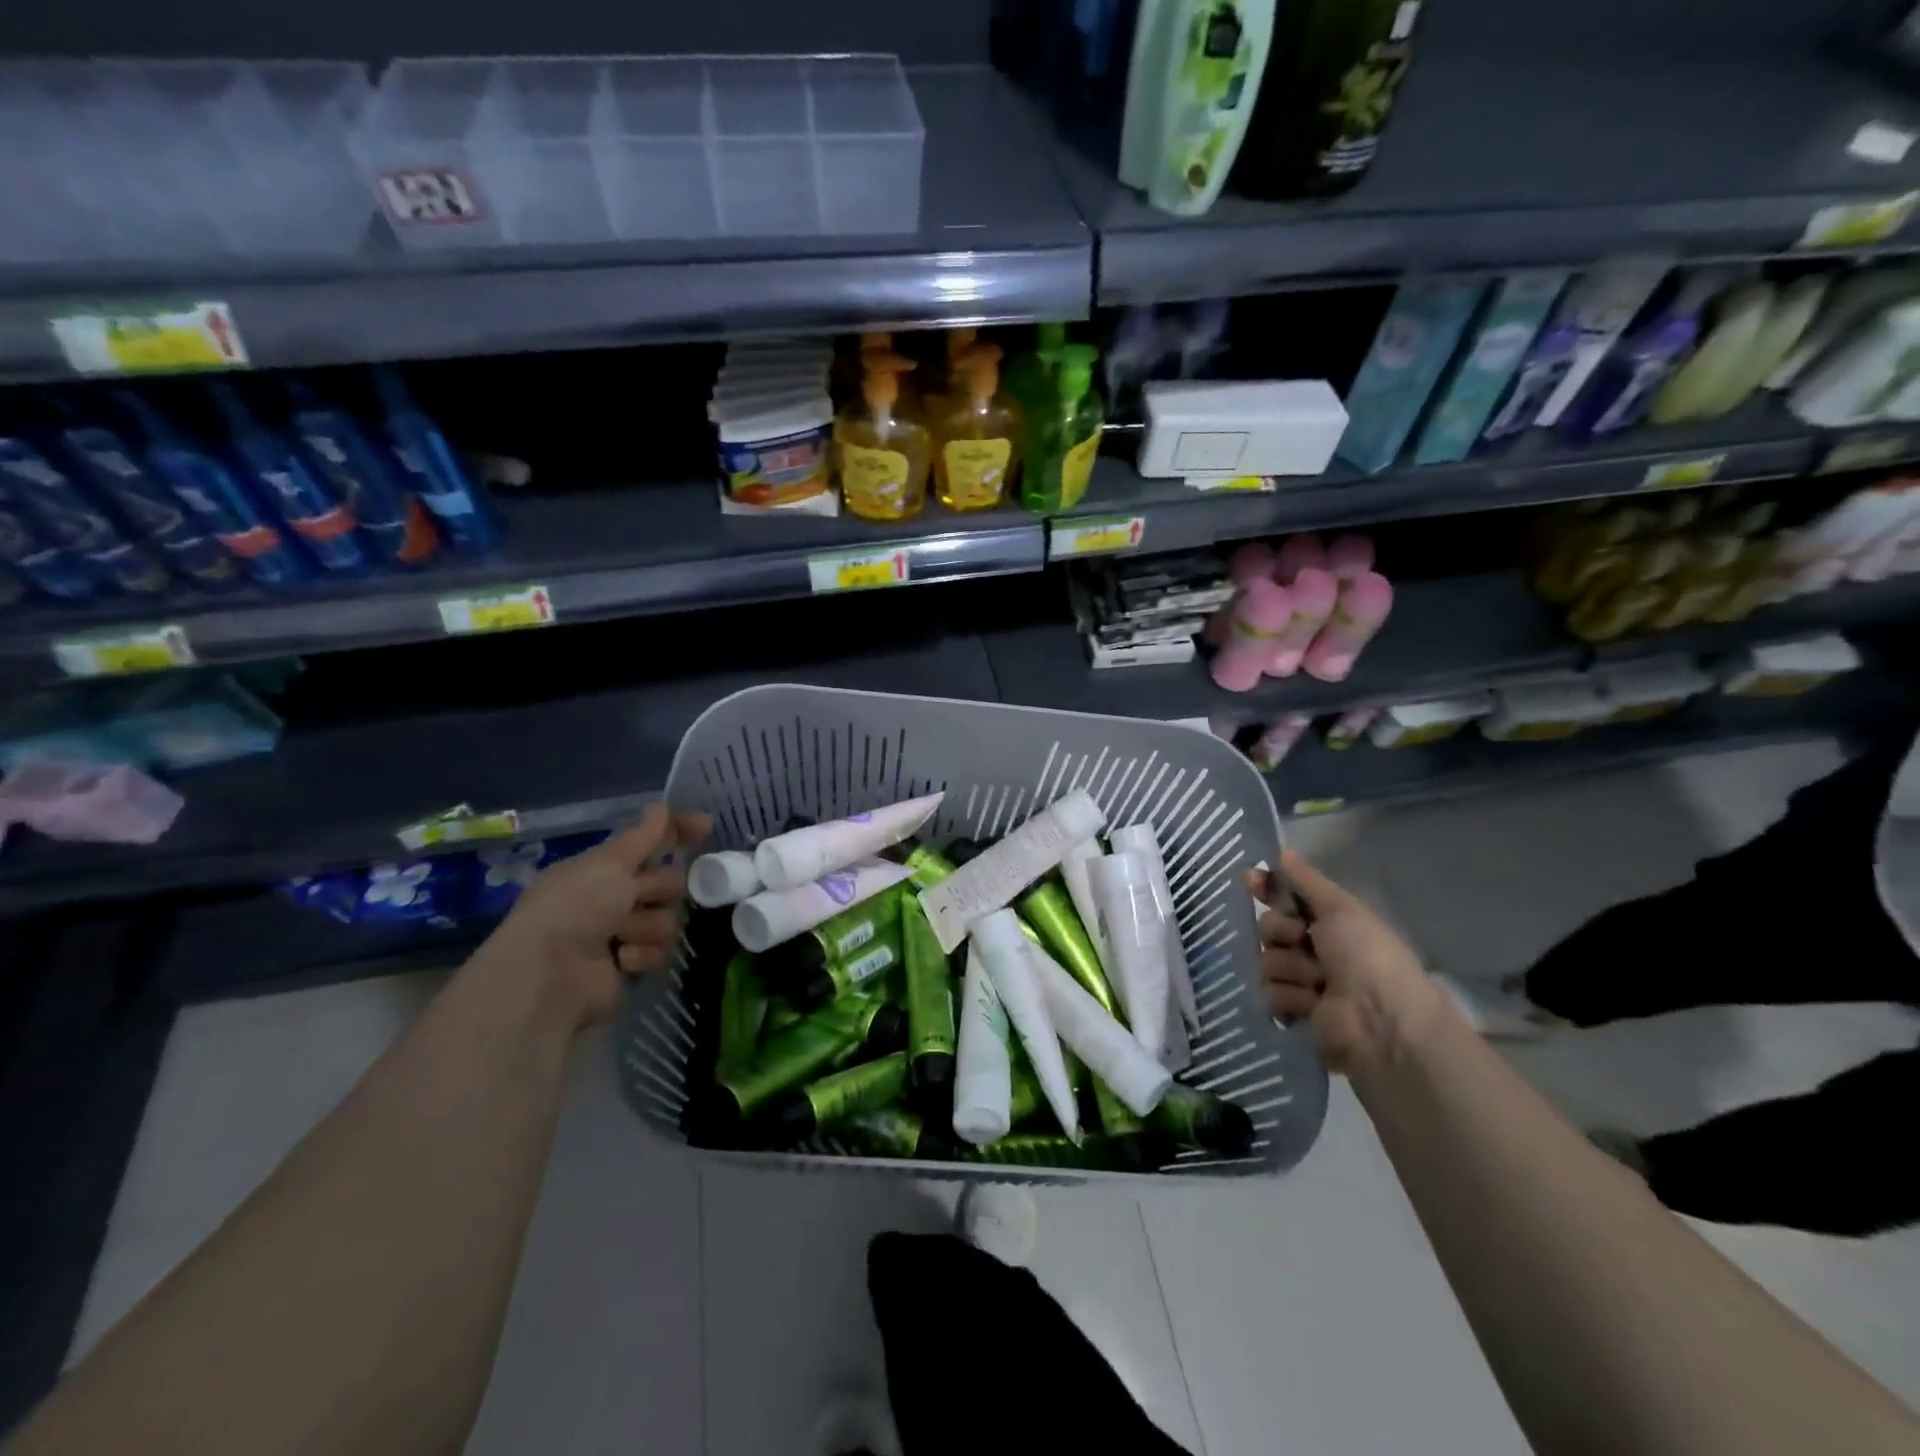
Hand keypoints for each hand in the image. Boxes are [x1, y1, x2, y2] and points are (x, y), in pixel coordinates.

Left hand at [479, 803, 711, 1028]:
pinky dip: (640, 954)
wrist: (550, 975)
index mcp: (601, 869)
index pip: (649, 843)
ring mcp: (621, 934)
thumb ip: (644, 836)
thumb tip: (661, 806)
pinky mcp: (630, 966)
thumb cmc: (575, 907)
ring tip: (618, 936)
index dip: (677, 833)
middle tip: (636, 896)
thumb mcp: (609, 863)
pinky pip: (659, 951)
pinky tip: (618, 960)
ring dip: (646, 926)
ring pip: (667, 919)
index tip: (706, 825)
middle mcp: (612, 899)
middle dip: (658, 889)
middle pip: (667, 883)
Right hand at [1249, 850, 1445, 1072]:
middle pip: (1268, 928)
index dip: (1267, 889)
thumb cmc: (1366, 955)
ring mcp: (1303, 982)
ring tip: (1317, 983)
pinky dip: (1288, 997)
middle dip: (1280, 932)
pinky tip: (1310, 1005)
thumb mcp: (1340, 908)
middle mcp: (1314, 949)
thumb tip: (1280, 852)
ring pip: (1266, 961)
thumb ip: (1306, 881)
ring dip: (1289, 969)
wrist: (1381, 1020)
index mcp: (1329, 922)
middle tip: (1303, 941)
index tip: (1251, 880)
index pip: (1286, 898)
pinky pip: (1268, 994)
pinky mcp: (1294, 1012)